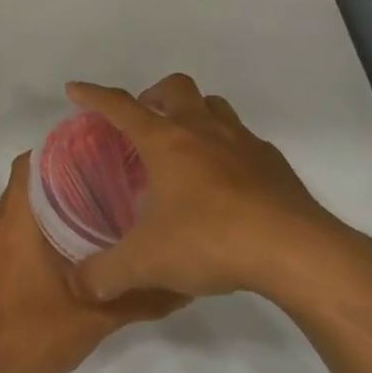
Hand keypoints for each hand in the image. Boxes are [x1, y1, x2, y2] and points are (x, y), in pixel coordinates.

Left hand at [0, 153, 184, 372]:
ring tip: (85, 208)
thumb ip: (141, 298)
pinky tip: (61, 247)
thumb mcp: (99, 317)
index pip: (27, 166)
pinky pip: (5, 234)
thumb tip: (183, 288)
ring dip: (42, 205)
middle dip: (56, 178)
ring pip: (13, 210)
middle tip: (99, 179)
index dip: (54, 152)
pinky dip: (28, 230)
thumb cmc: (40, 333)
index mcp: (15, 224)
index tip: (89, 151)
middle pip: (22, 185)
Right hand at [65, 74, 371, 313]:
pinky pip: (243, 139)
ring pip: (213, 105)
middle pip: (175, 88)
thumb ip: (106, 274)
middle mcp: (202, 130)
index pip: (120, 107)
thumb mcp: (147, 263)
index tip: (75, 89)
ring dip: (193, 113)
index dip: (94, 96)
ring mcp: (243, 142)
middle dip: (153, 95)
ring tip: (183, 145)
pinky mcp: (273, 163)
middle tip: (142, 122)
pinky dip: (227, 147)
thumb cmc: (211, 241)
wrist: (296, 251)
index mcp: (166, 141)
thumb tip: (79, 284)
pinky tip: (225, 181)